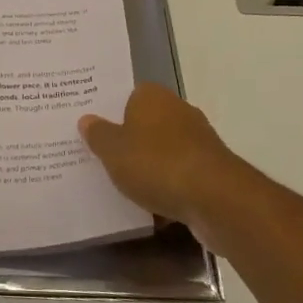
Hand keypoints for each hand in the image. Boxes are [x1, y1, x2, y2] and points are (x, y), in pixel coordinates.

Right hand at [80, 84, 246, 235]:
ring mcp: (198, 140)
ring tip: (124, 186)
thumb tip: (87, 119)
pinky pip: (180, 175)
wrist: (215, 199)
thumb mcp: (113, 150)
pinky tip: (152, 207)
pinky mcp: (211, 170)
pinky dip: (168, 187)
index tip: (95, 130)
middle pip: (146, 123)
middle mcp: (178, 110)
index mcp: (152, 96)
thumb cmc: (156, 164)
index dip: (110, 112)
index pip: (127, 96)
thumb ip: (98, 134)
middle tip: (104, 157)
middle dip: (130, 140)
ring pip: (163, 151)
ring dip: (150, 166)